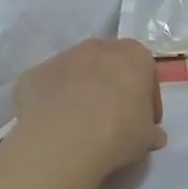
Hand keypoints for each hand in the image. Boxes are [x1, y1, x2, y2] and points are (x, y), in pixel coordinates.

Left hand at [12, 38, 165, 184]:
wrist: (61, 141)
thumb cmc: (117, 134)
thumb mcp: (146, 139)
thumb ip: (151, 131)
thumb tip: (153, 135)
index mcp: (133, 56)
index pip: (146, 72)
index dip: (147, 99)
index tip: (144, 121)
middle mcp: (97, 47)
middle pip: (110, 66)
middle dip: (113, 88)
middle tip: (113, 119)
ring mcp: (62, 57)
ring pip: (78, 72)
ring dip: (82, 91)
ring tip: (81, 124)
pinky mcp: (34, 73)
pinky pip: (51, 86)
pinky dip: (55, 101)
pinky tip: (56, 126)